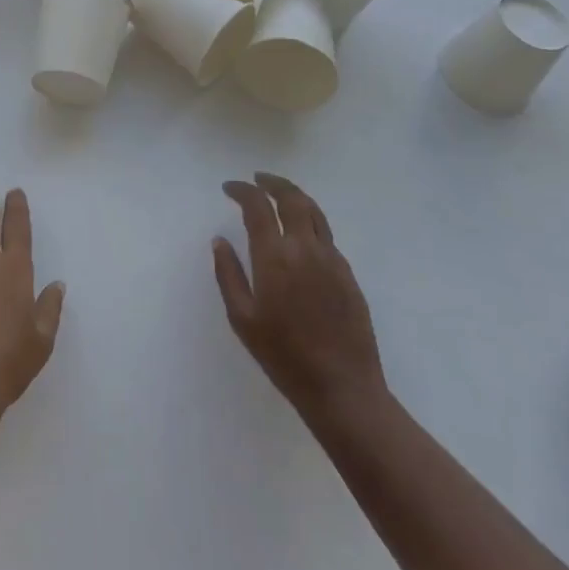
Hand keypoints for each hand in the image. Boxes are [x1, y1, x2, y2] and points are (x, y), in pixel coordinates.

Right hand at [214, 173, 388, 421]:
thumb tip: (220, 241)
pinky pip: (326, 235)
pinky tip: (301, 234)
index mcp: (275, 257)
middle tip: (257, 180)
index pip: (257, 206)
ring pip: (314, 211)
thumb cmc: (284, 357)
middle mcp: (304, 248)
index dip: (242, 190)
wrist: (343, 389)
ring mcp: (331, 259)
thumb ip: (229, 275)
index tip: (229, 188)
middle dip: (272, 182)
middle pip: (291, 197)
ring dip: (294, 195)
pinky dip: (310, 221)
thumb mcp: (243, 319)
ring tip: (279, 195)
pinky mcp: (348, 274)